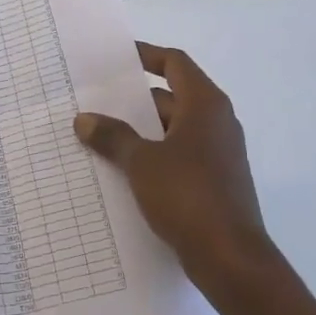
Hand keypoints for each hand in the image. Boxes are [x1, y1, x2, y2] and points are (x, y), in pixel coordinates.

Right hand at [75, 42, 275, 298]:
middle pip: (171, 98)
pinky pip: (179, 156)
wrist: (232, 259)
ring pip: (173, 130)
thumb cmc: (188, 196)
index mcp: (205, 105)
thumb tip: (84, 119)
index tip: (117, 56)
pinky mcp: (215, 182)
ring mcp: (218, 154)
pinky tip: (123, 171)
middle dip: (134, 101)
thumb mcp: (141, 162)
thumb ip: (113, 137)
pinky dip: (154, 156)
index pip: (175, 64)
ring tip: (100, 137)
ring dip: (141, 132)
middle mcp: (216, 123)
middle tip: (96, 102)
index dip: (147, 55)